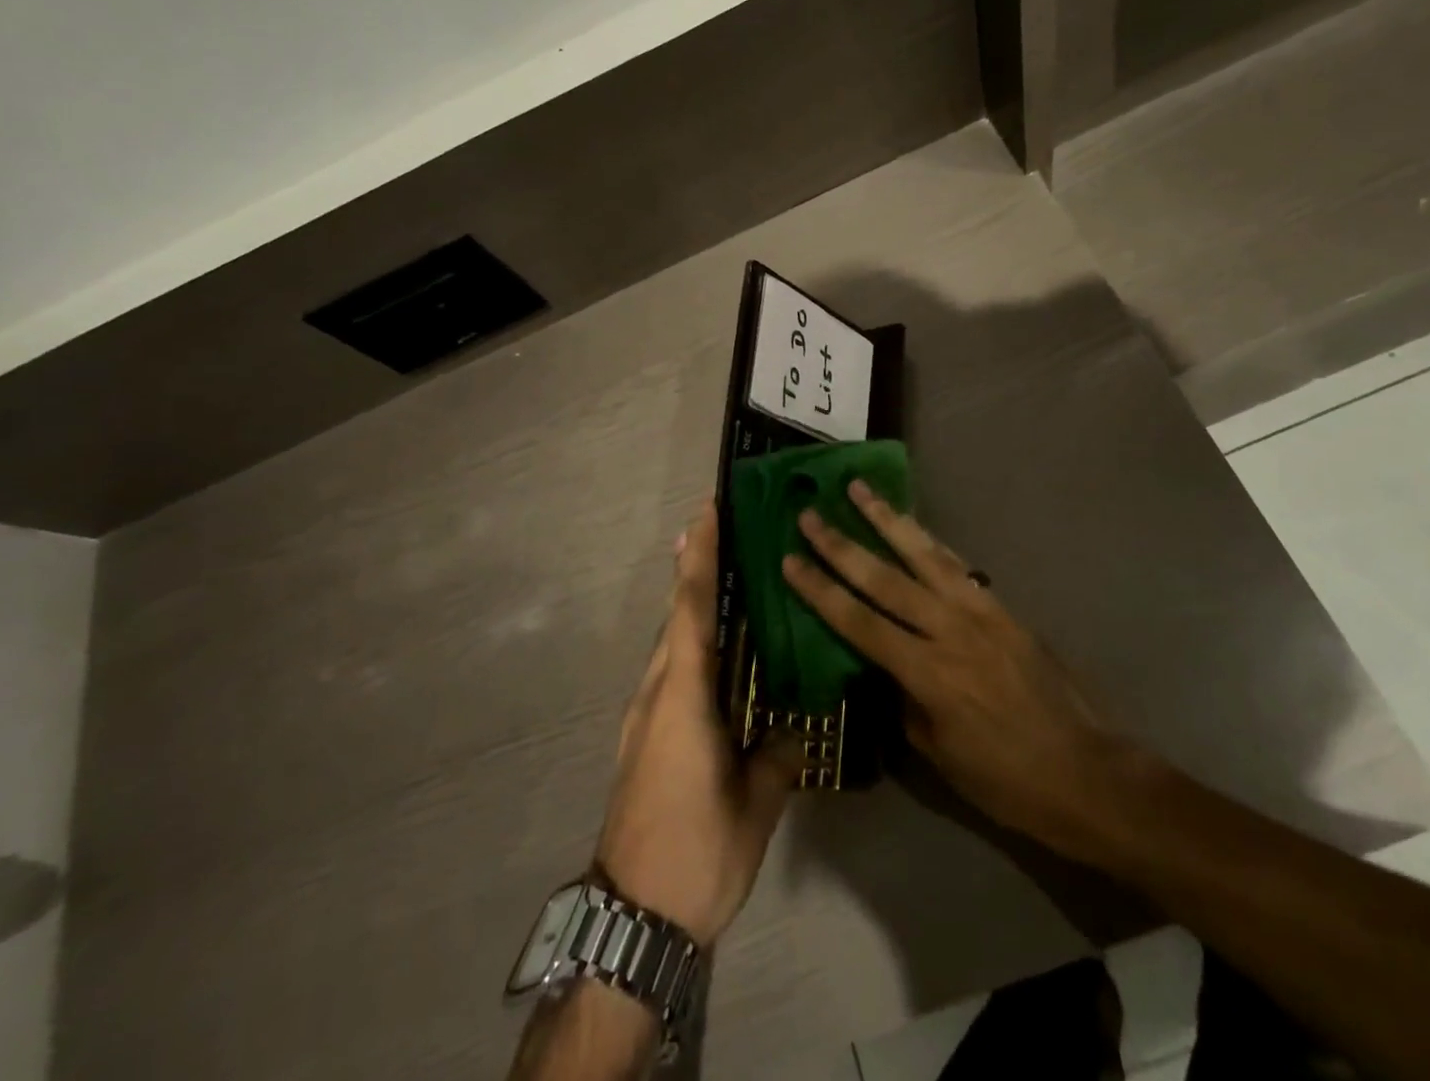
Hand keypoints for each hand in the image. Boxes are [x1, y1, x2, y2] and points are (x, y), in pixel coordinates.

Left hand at [594, 499, 801, 946]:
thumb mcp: (753, 807)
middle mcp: (657, 694)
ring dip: (692, 606)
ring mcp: (645, 715)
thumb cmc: (696, 853)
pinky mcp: (643, 736)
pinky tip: (717, 653)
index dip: (699, 559)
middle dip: (695, 571)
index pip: (692, 612)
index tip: (705, 513)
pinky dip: (689, 644)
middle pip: (677, 618)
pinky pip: (670, 671)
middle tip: (725, 531)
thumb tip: (796, 724)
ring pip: (671, 644)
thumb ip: (777, 756)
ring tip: (727, 578)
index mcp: (682, 698)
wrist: (632, 916)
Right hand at [782, 483, 1145, 864]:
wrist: (1087, 773)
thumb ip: (904, 701)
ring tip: (859, 488)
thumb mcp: (939, 755)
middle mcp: (949, 630)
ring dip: (886, 519)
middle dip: (841, 545)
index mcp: (928, 673)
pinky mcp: (1002, 607)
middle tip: (810, 514)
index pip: (858, 622)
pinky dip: (929, 539)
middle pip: (884, 578)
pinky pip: (956, 564)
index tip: (790, 560)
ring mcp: (980, 611)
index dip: (820, 590)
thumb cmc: (1006, 779)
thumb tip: (882, 666)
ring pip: (922, 554)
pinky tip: (912, 524)